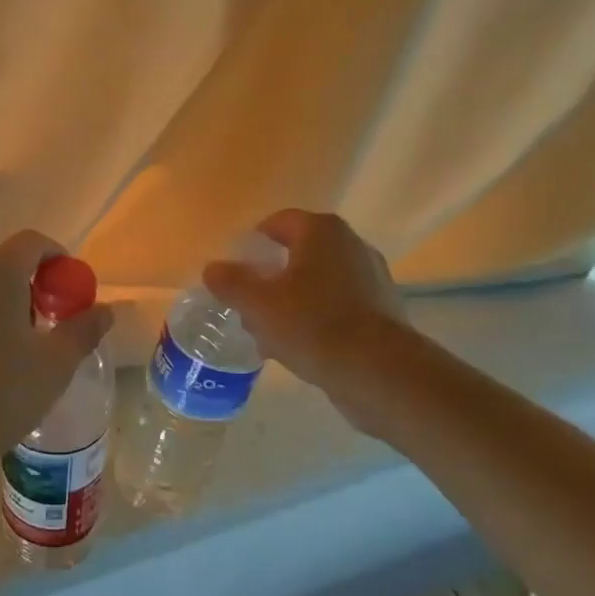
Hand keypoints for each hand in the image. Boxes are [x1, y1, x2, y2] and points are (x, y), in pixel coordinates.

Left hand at [0, 230, 114, 502]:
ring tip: (23, 344)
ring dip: (8, 300)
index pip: (34, 242)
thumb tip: (105, 309)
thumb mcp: (54, 366)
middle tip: (54, 321)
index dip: (60, 259)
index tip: (73, 293)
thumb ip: (83, 330)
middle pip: (6, 260)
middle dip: (35, 282)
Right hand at [203, 209, 402, 430]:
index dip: (251, 245)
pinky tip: (298, 349)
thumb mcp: (258, 304)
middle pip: (297, 254)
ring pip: (316, 284)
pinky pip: (336, 307)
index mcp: (321, 231)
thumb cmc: (313, 325)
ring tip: (268, 336)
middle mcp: (351, 245)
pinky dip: (315, 320)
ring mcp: (371, 278)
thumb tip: (213, 268)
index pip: (277, 223)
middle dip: (269, 280)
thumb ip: (231, 282)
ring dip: (290, 303)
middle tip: (248, 307)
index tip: (234, 273)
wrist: (380, 372)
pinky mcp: (381, 311)